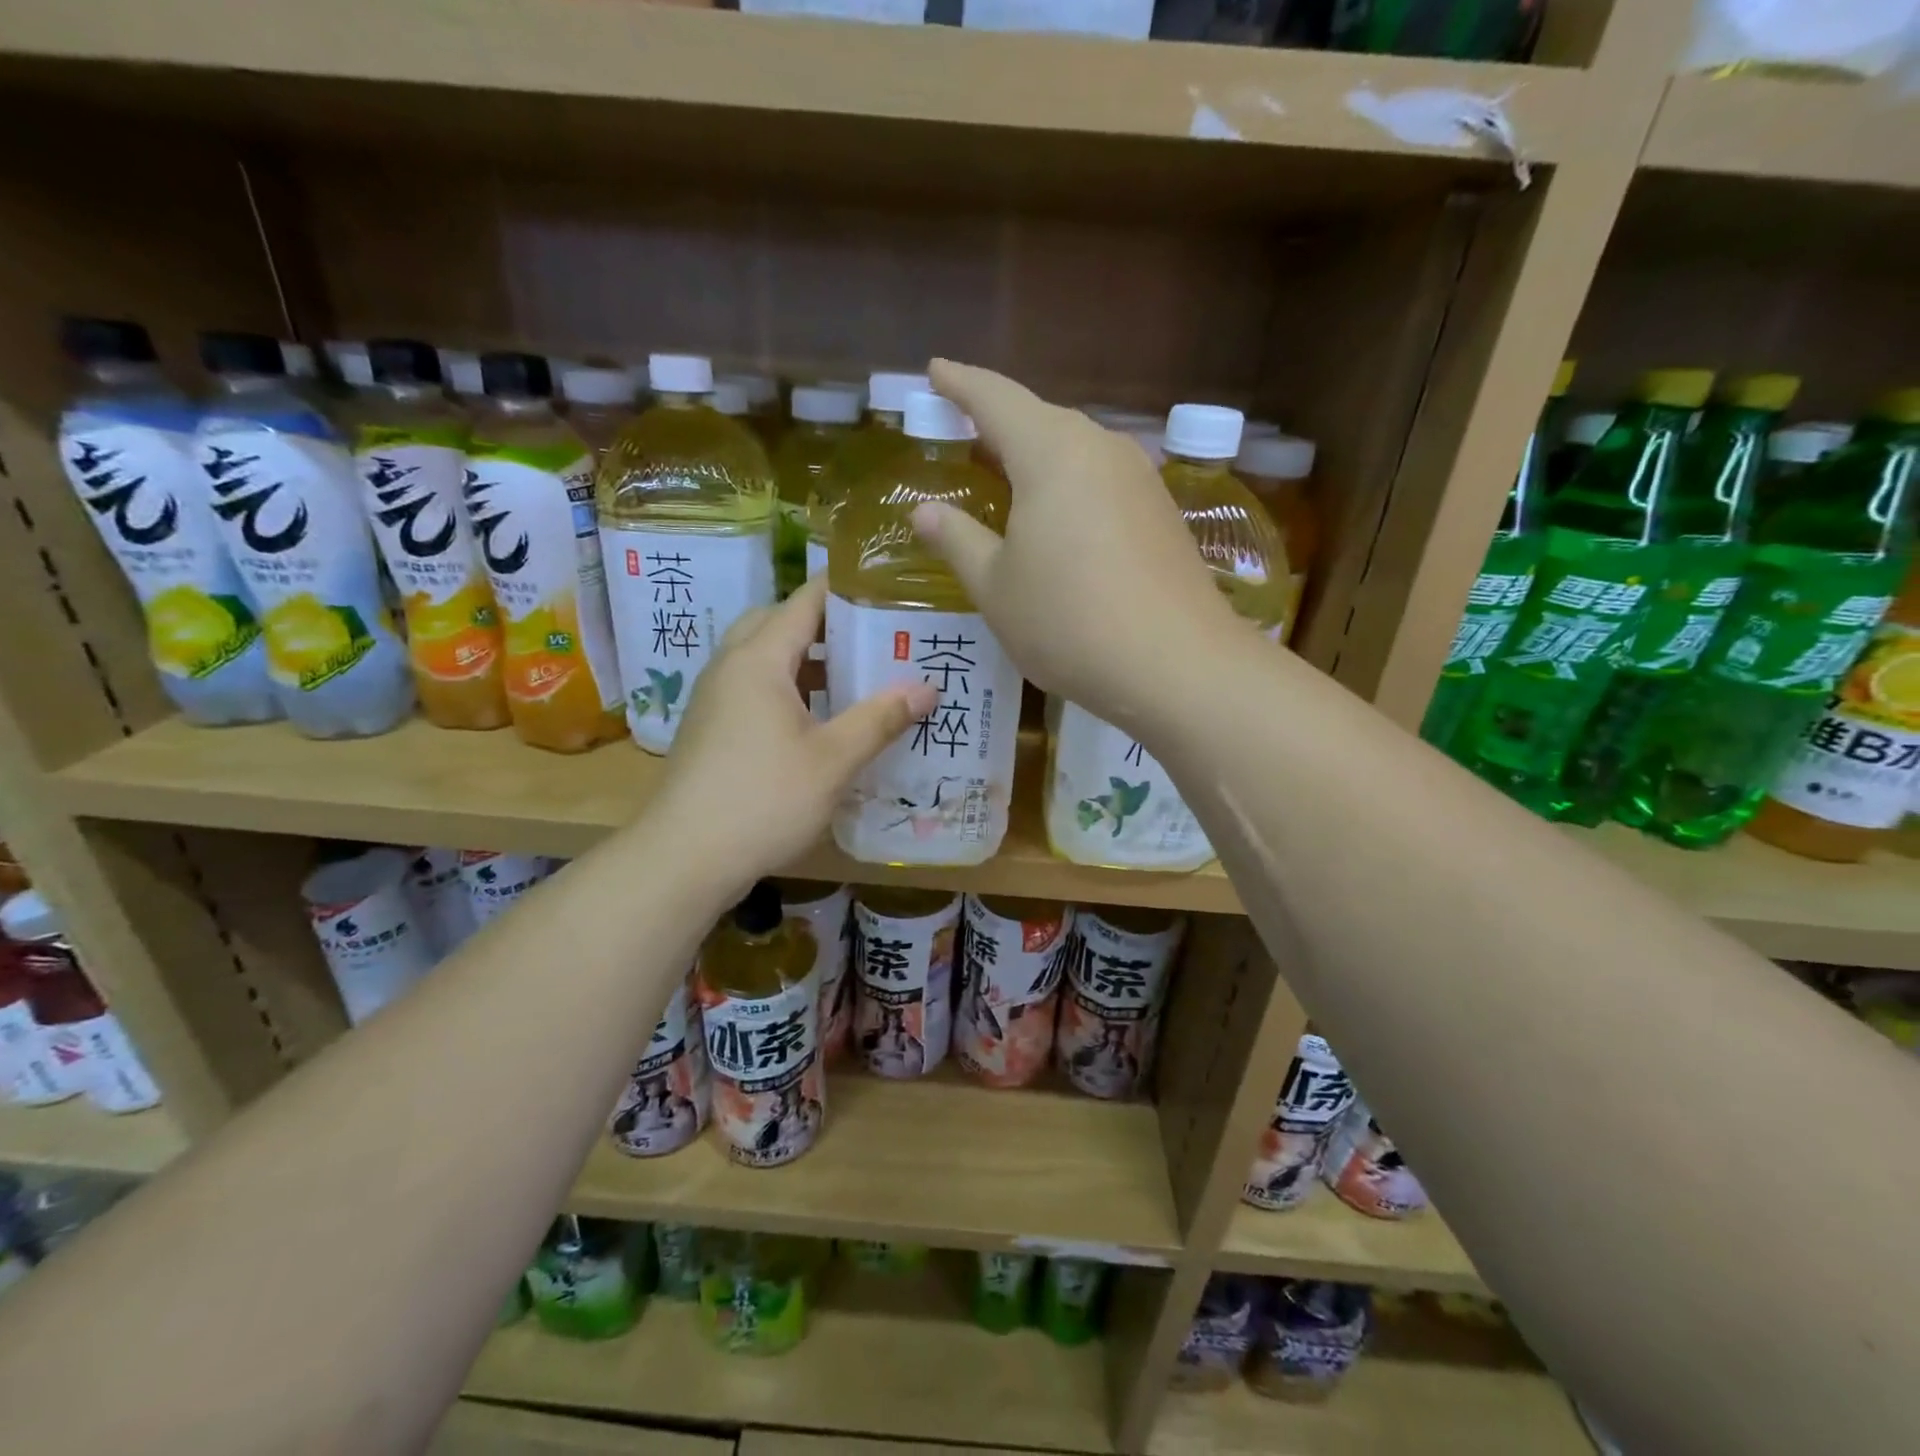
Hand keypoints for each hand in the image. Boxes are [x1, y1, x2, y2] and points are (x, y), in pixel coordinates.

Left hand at [649, 575, 937, 895]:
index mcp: (758, 660)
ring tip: (852, 676)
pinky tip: (816, 720)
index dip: (845, 589)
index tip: (887, 589)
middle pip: (777, 622)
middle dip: (823, 623)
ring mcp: (714, 699)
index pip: (804, 601)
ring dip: (803, 658)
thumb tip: (927, 688)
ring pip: (762, 657)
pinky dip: (785, 687)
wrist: (685, 857)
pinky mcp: (710, 729)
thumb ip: (880, 718)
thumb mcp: (833, 759)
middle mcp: (730, 667)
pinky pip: (752, 688)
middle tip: (870, 637)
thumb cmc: (764, 799)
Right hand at [911, 360, 1240, 735]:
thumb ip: (958, 541)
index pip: (995, 398)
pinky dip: (1070, 484)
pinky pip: (1102, 480)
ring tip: (1008, 469)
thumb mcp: (996, 587)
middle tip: (964, 426)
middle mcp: (1101, 449)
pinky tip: (1060, 514)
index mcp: (1051, 452)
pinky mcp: (1162, 512)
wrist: (1176, 665)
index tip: (936, 371)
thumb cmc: (1068, 622)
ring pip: (1076, 449)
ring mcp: (1139, 479)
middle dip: (999, 419)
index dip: (960, 384)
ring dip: (1038, 453)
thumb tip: (926, 512)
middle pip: (1041, 418)